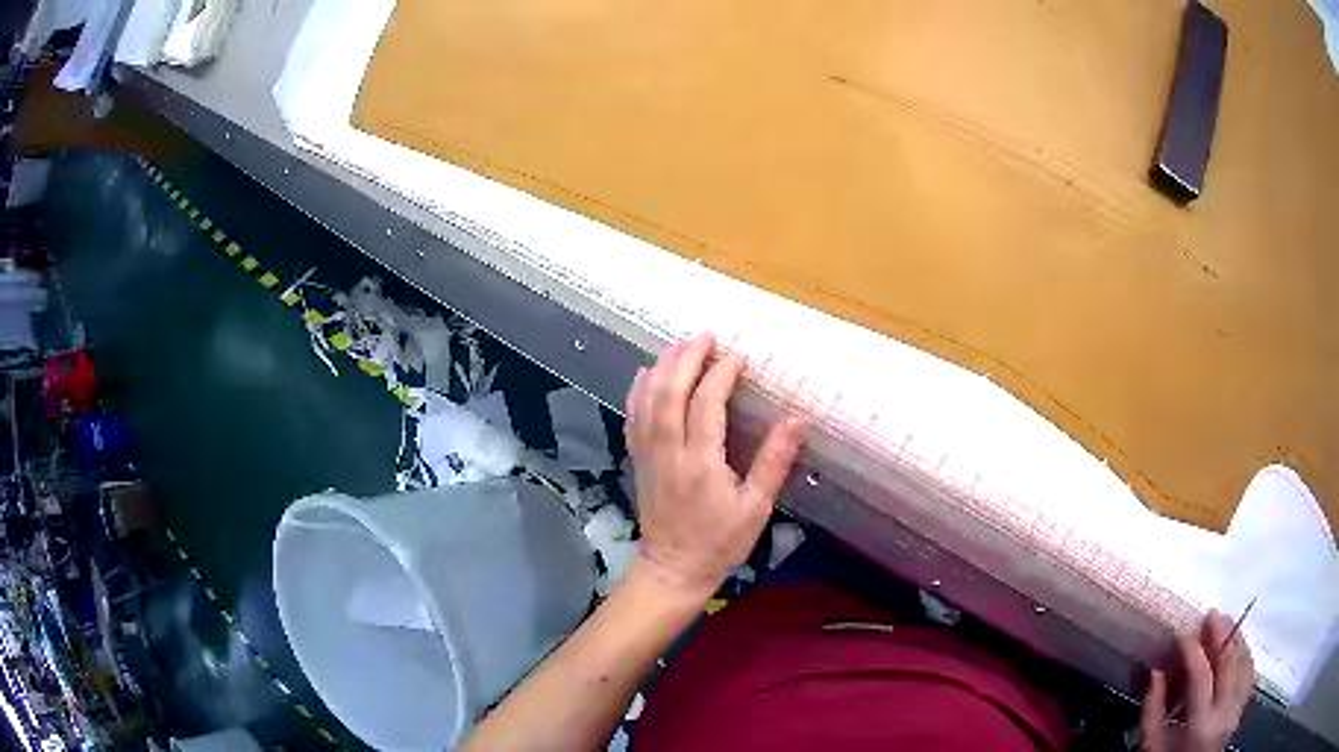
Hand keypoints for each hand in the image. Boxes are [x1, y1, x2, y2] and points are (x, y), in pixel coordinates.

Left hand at [624, 333, 805, 599]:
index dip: (722, 374)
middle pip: (670, 393)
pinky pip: (633, 417)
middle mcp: (668, 452)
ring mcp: (647, 455)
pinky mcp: (638, 461)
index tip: (739, 355)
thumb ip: (773, 462)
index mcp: (700, 463)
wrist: (672, 570)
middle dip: (687, 359)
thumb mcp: (755, 509)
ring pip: (647, 400)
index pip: (707, 404)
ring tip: (679, 345)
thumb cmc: (719, 543)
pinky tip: (646, 374)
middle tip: (705, 335)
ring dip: (662, 367)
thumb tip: (796, 420)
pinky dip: (638, 391)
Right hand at [1139, 611, 1254, 751]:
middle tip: (1210, 616)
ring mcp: (1237, 708)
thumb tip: (1157, 673)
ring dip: (1236, 639)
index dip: (1192, 649)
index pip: (1201, 673)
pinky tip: (1239, 647)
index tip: (1182, 635)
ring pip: (1245, 661)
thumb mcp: (1152, 748)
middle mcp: (1224, 712)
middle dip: (1221, 633)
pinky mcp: (1242, 708)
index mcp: (1200, 724)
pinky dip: (1245, 655)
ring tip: (1226, 625)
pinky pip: (1250, 673)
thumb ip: (1153, 712)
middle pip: (1229, 660)